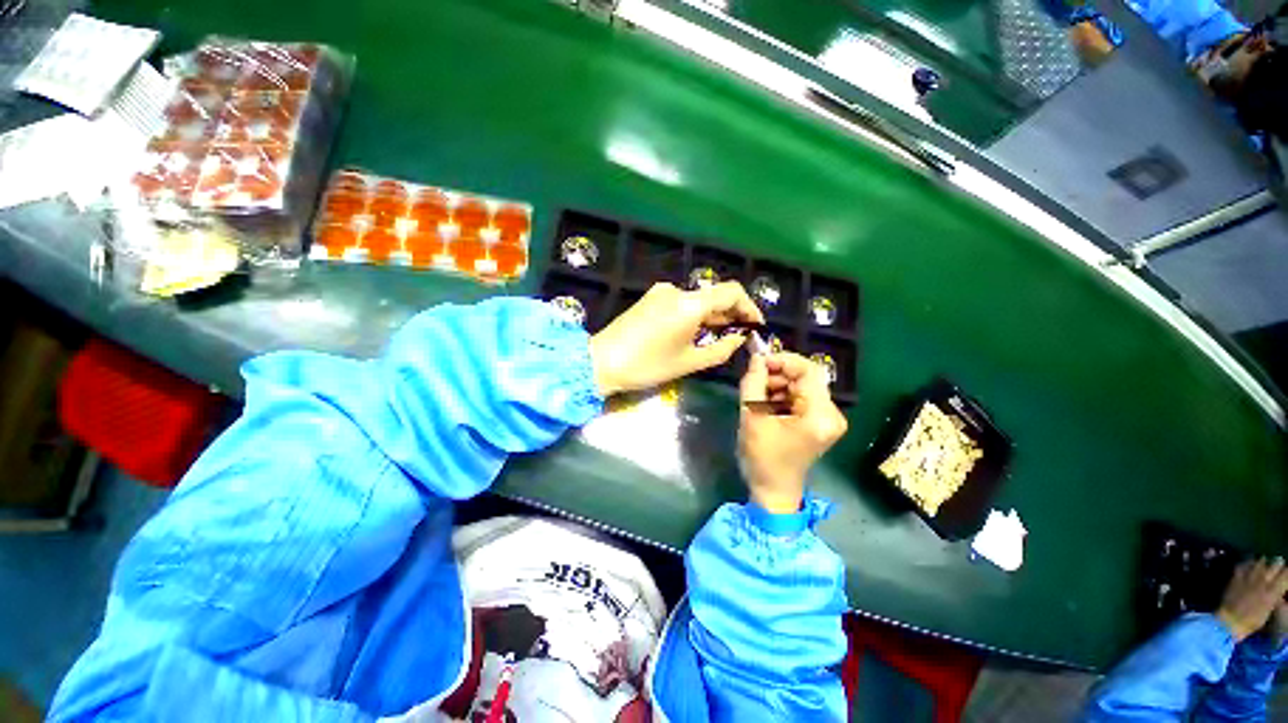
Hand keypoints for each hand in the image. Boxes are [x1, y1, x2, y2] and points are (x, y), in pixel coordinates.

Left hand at [589, 281, 762, 395]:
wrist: (601, 361)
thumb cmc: (647, 365)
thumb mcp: (689, 362)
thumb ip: (721, 349)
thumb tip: (740, 338)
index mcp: (689, 304)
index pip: (731, 292)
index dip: (748, 307)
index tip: (755, 325)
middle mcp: (676, 290)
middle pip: (714, 295)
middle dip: (731, 314)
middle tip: (741, 335)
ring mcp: (661, 292)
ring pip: (698, 300)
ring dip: (712, 315)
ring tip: (720, 336)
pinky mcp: (650, 298)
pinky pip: (681, 302)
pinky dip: (694, 314)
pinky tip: (695, 332)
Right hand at [737, 353, 847, 513]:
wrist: (773, 491)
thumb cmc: (762, 457)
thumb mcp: (752, 416)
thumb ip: (753, 382)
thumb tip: (756, 357)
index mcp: (820, 414)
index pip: (808, 370)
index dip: (783, 360)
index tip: (758, 362)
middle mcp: (831, 414)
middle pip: (805, 378)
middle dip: (777, 375)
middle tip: (753, 381)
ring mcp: (826, 419)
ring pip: (801, 386)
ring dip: (777, 385)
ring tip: (756, 396)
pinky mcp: (818, 423)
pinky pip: (800, 398)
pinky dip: (781, 396)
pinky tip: (765, 405)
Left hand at [1216, 557, 1287, 641]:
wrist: (1229, 621)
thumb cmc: (1251, 621)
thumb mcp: (1269, 610)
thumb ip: (1276, 597)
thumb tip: (1281, 592)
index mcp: (1273, 591)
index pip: (1286, 574)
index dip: (1286, 573)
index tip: (1285, 575)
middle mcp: (1263, 580)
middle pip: (1275, 563)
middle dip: (1277, 564)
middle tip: (1276, 569)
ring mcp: (1249, 576)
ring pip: (1261, 560)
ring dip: (1263, 563)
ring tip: (1263, 568)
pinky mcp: (1236, 575)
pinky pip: (1245, 563)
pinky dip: (1249, 563)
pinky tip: (1249, 566)